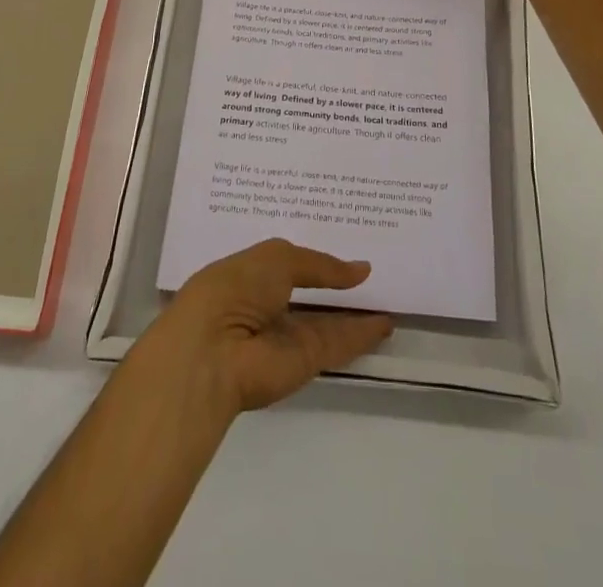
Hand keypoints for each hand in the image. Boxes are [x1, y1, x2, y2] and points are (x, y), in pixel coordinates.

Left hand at [136, 239, 392, 416]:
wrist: (214, 353)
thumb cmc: (235, 289)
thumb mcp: (277, 259)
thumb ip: (319, 264)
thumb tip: (360, 270)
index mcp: (250, 274)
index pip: (286, 263)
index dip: (312, 255)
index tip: (344, 240)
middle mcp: (268, 305)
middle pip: (310, 293)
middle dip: (336, 283)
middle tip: (373, 267)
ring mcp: (286, 335)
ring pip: (327, 320)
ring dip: (355, 311)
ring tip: (388, 293)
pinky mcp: (305, 362)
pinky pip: (338, 343)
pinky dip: (362, 334)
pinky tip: (386, 322)